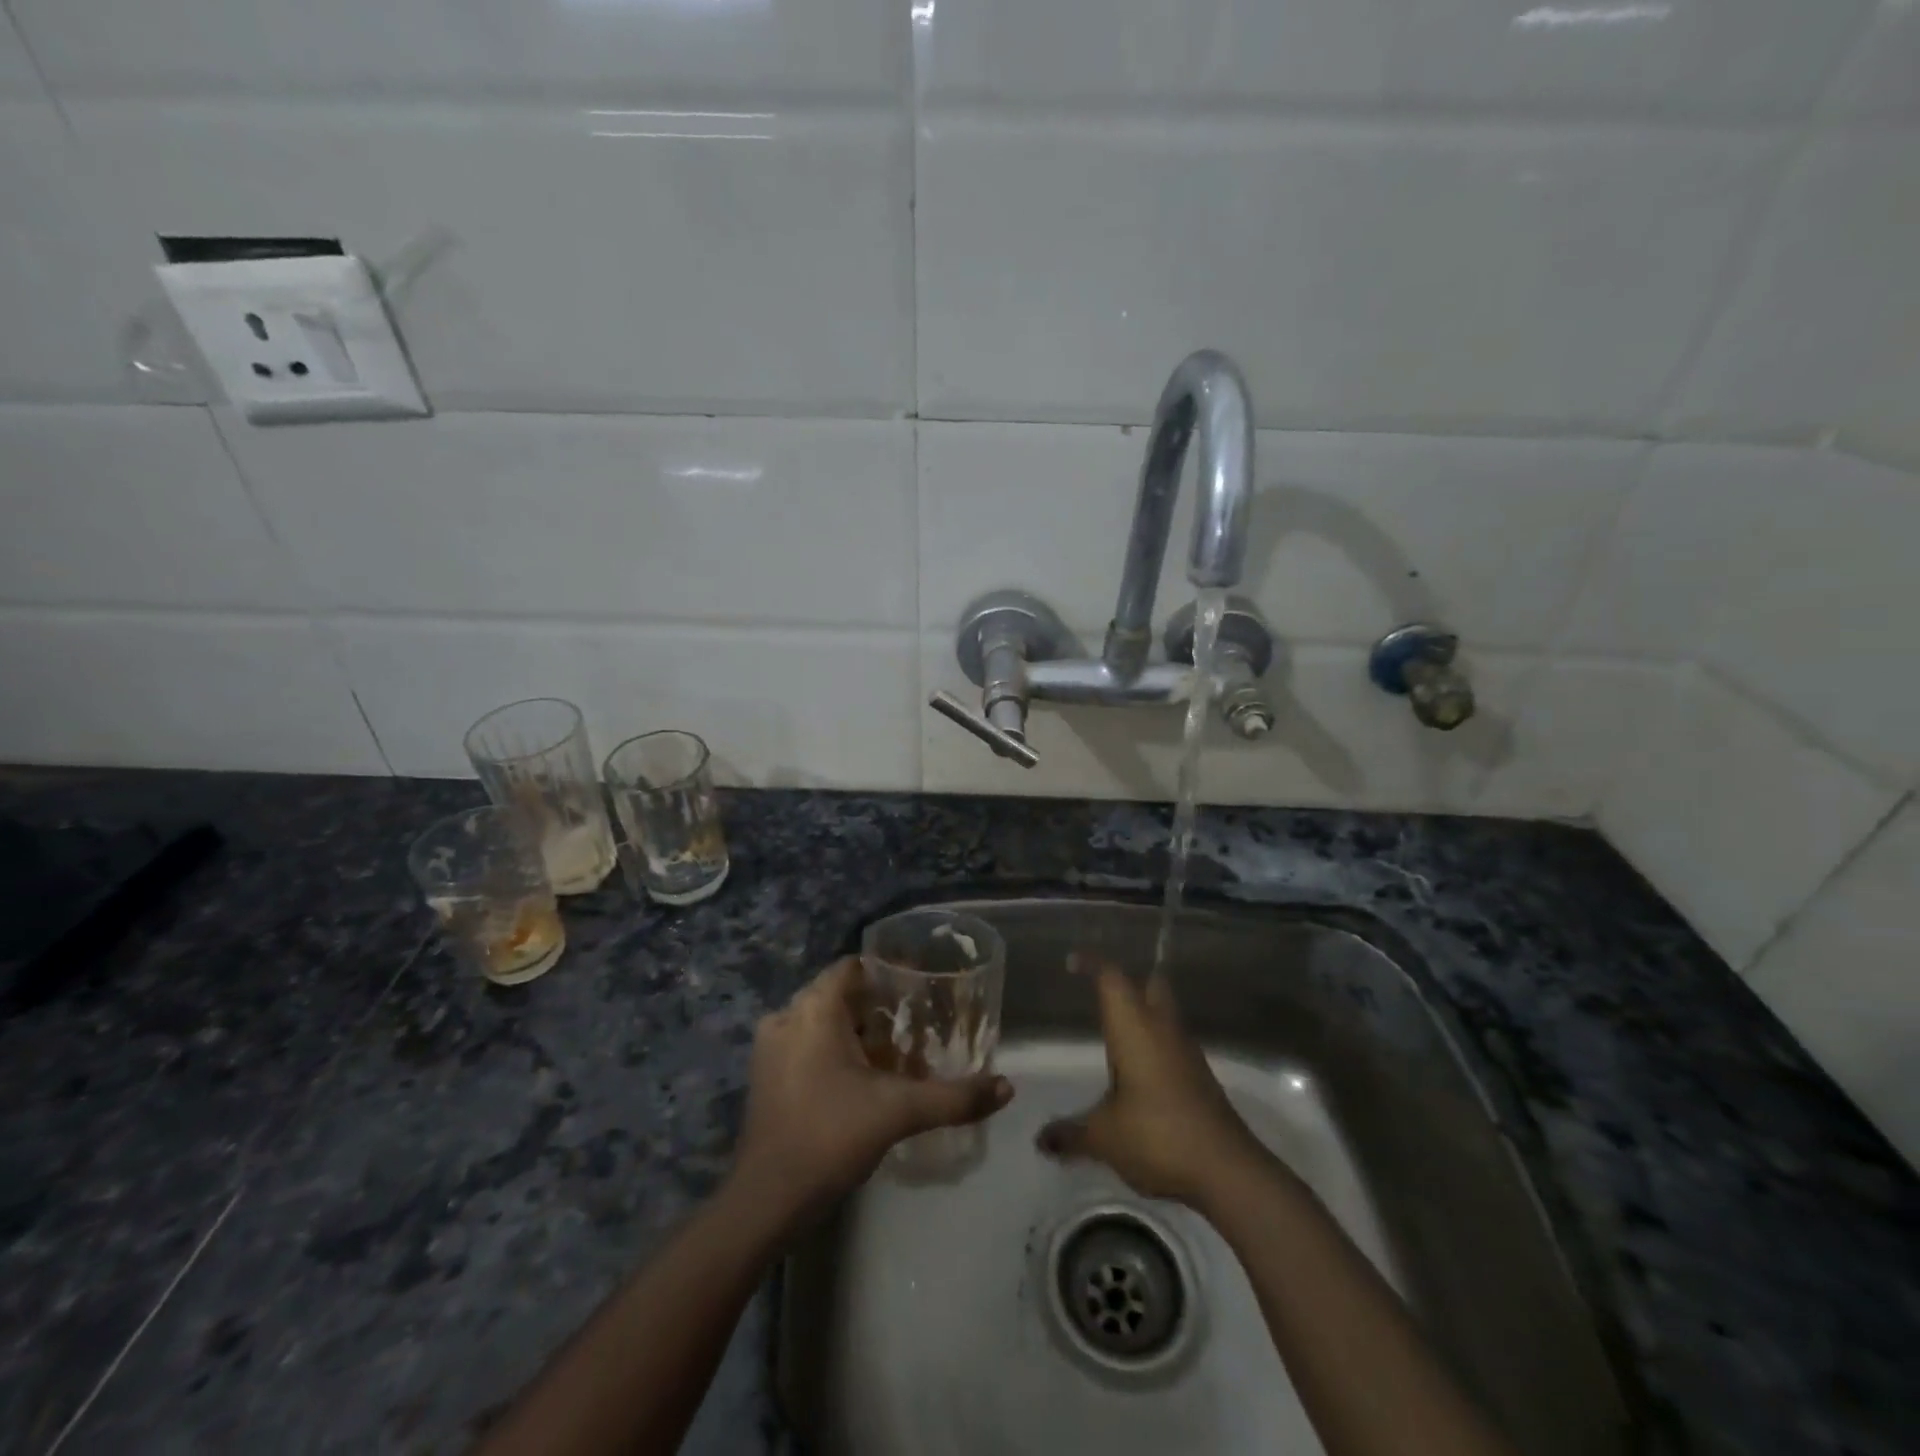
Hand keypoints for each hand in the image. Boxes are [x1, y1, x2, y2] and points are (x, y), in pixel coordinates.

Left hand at [731, 958, 1013, 1216]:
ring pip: (823, 1022)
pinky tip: (865, 1079)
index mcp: (814, 1009)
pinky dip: (836, 1051)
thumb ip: (954, 1097)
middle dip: (879, 1006)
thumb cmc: (830, 1137)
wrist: (766, 1201)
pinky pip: (807, 1045)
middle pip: (841, 995)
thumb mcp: (899, 1112)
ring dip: (858, 1032)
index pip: (854, 966)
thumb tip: (1006, 1087)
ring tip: (898, 1053)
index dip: (888, 971)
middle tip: (918, 1024)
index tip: (922, 986)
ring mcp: (771, 1047)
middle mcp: (788, 1017)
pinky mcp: (766, 1077)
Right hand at [1037, 955, 1264, 1207]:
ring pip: (1165, 1013)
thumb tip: (1041, 1139)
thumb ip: (1071, 1133)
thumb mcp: (1104, 1137)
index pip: (1112, 979)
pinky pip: (1172, 1042)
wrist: (1227, 1170)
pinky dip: (1154, 1042)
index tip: (1072, 962)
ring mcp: (1186, 1052)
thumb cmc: (1158, 1136)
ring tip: (1114, 1029)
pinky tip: (1138, 1067)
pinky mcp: (1199, 1076)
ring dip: (1143, 1012)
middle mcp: (1162, 1029)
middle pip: (1150, 984)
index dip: (1092, 964)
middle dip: (1128, 981)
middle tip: (1101, 990)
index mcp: (1135, 1028)